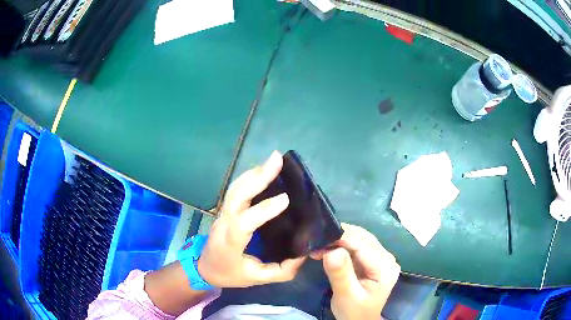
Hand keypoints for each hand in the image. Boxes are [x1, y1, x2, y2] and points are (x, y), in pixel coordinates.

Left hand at [197, 151, 305, 287]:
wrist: (205, 267)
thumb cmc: (230, 273)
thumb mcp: (258, 279)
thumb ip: (282, 270)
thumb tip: (304, 253)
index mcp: (231, 244)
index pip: (244, 223)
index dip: (263, 210)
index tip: (286, 198)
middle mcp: (224, 224)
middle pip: (237, 196)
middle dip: (258, 177)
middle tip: (278, 160)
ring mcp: (222, 213)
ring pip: (235, 188)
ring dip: (254, 172)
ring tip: (274, 160)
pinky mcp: (225, 209)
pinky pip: (235, 189)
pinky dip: (249, 176)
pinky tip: (262, 169)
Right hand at [312, 224, 399, 319]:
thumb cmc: (353, 311)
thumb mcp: (346, 296)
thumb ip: (341, 274)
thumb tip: (332, 251)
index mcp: (385, 268)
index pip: (362, 245)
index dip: (341, 239)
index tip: (319, 241)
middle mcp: (387, 258)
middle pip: (363, 238)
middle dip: (340, 237)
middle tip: (317, 243)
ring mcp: (382, 258)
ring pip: (361, 238)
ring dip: (341, 239)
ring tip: (321, 245)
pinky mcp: (374, 260)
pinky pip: (358, 245)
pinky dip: (343, 244)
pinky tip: (330, 248)